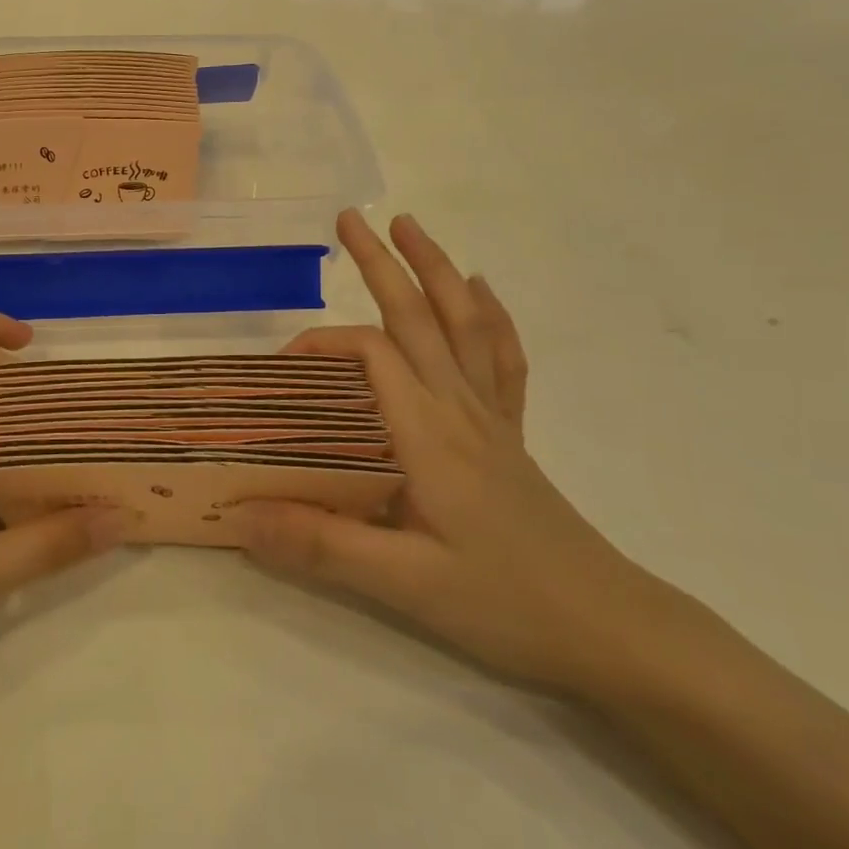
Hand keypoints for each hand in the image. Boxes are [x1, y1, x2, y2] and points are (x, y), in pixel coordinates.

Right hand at [243, 211, 667, 695]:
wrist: (609, 629)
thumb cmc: (505, 603)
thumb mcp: (404, 585)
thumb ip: (320, 545)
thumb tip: (240, 513)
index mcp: (427, 432)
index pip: (369, 355)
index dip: (322, 344)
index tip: (283, 366)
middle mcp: (458, 407)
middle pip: (418, 316)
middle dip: (382, 262)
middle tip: (349, 219)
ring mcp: (489, 417)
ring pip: (464, 322)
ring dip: (436, 269)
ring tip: (410, 227)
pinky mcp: (508, 434)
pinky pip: (503, 358)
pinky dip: (491, 316)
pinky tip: (481, 290)